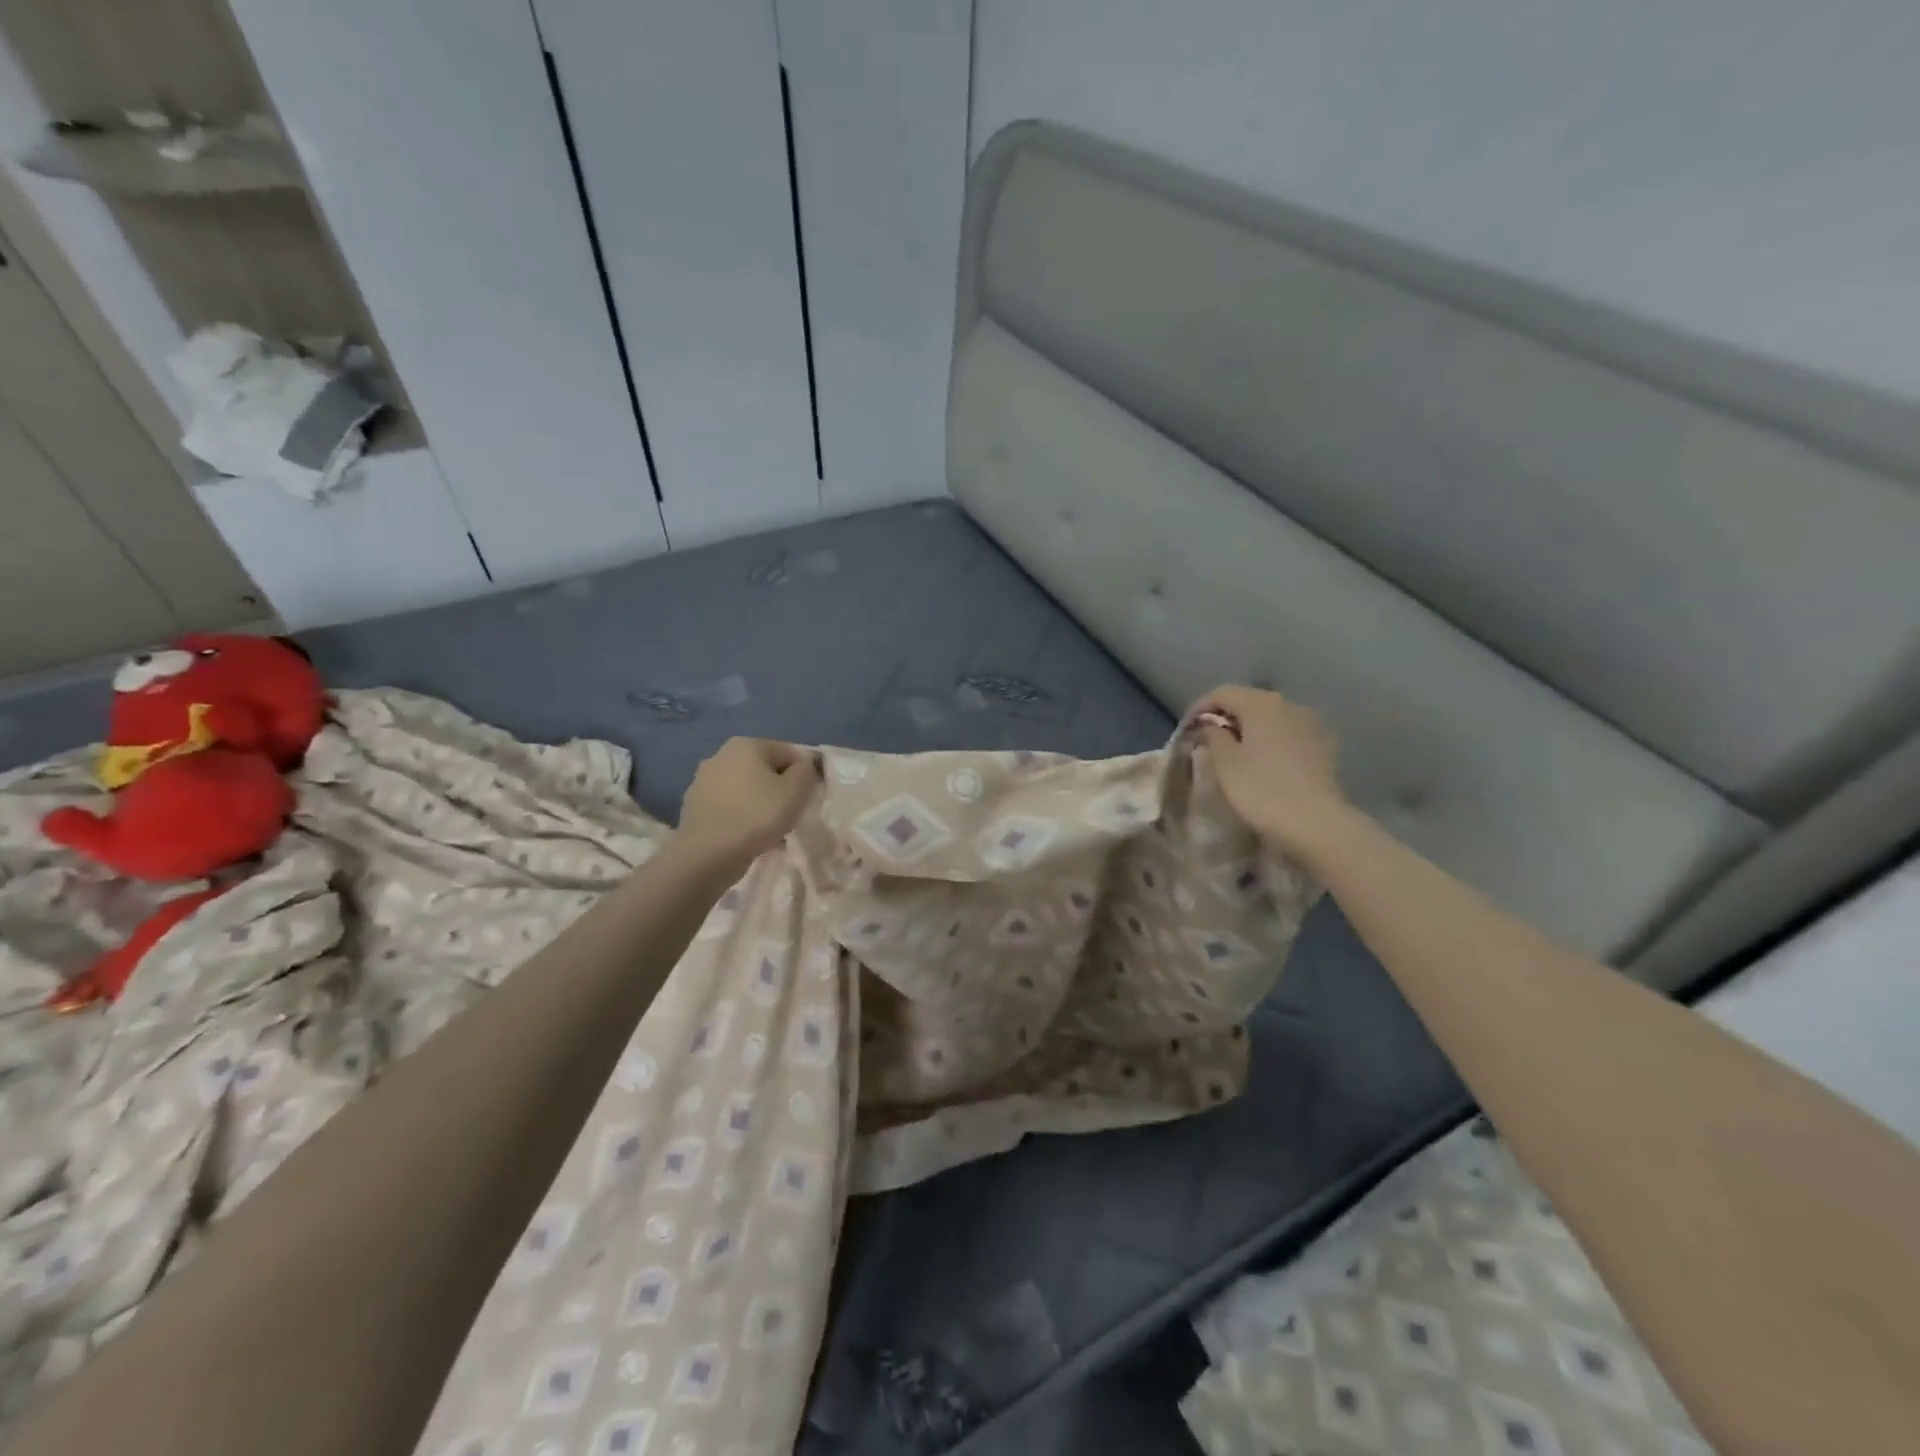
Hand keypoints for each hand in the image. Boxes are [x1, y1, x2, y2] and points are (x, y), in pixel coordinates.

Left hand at [675, 738, 819, 866]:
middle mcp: (720, 755)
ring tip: (771, 832)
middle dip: (780, 791)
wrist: (707, 855)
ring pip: (746, 791)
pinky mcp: (694, 808)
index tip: (806, 800)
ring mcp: (703, 782)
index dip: (804, 776)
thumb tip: (805, 764)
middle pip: (765, 771)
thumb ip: (807, 770)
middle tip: (790, 816)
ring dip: (761, 806)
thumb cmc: (758, 815)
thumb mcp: (797, 789)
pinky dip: (742, 819)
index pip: (789, 753)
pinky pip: (730, 809)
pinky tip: (750, 839)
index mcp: (746, 744)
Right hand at [1190, 686, 1353, 859]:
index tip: (1187, 729)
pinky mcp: (1325, 746)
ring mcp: (1311, 724)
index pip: (1222, 693)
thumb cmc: (1262, 790)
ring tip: (1236, 752)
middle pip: (1249, 701)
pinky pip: (1289, 734)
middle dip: (1226, 717)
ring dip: (1250, 729)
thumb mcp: (1225, 763)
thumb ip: (1213, 736)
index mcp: (1261, 704)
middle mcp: (1289, 705)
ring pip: (1272, 717)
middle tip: (1208, 740)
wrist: (1318, 823)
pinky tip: (1266, 762)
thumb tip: (1211, 725)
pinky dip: (1272, 740)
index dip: (1199, 707)